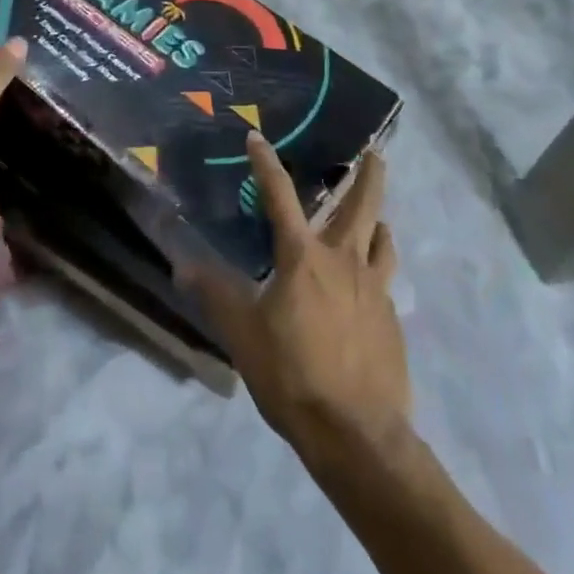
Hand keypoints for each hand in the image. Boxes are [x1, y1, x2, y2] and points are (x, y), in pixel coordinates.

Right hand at [185, 135, 409, 467]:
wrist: (357, 435)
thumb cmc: (292, 375)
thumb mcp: (242, 334)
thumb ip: (215, 294)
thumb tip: (182, 264)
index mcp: (302, 257)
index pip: (280, 196)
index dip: (266, 164)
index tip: (257, 138)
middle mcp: (343, 260)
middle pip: (362, 205)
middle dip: (369, 174)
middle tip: (376, 152)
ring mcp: (373, 288)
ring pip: (383, 238)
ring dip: (378, 221)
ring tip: (376, 217)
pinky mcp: (391, 319)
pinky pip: (385, 277)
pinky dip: (379, 264)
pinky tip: (370, 283)